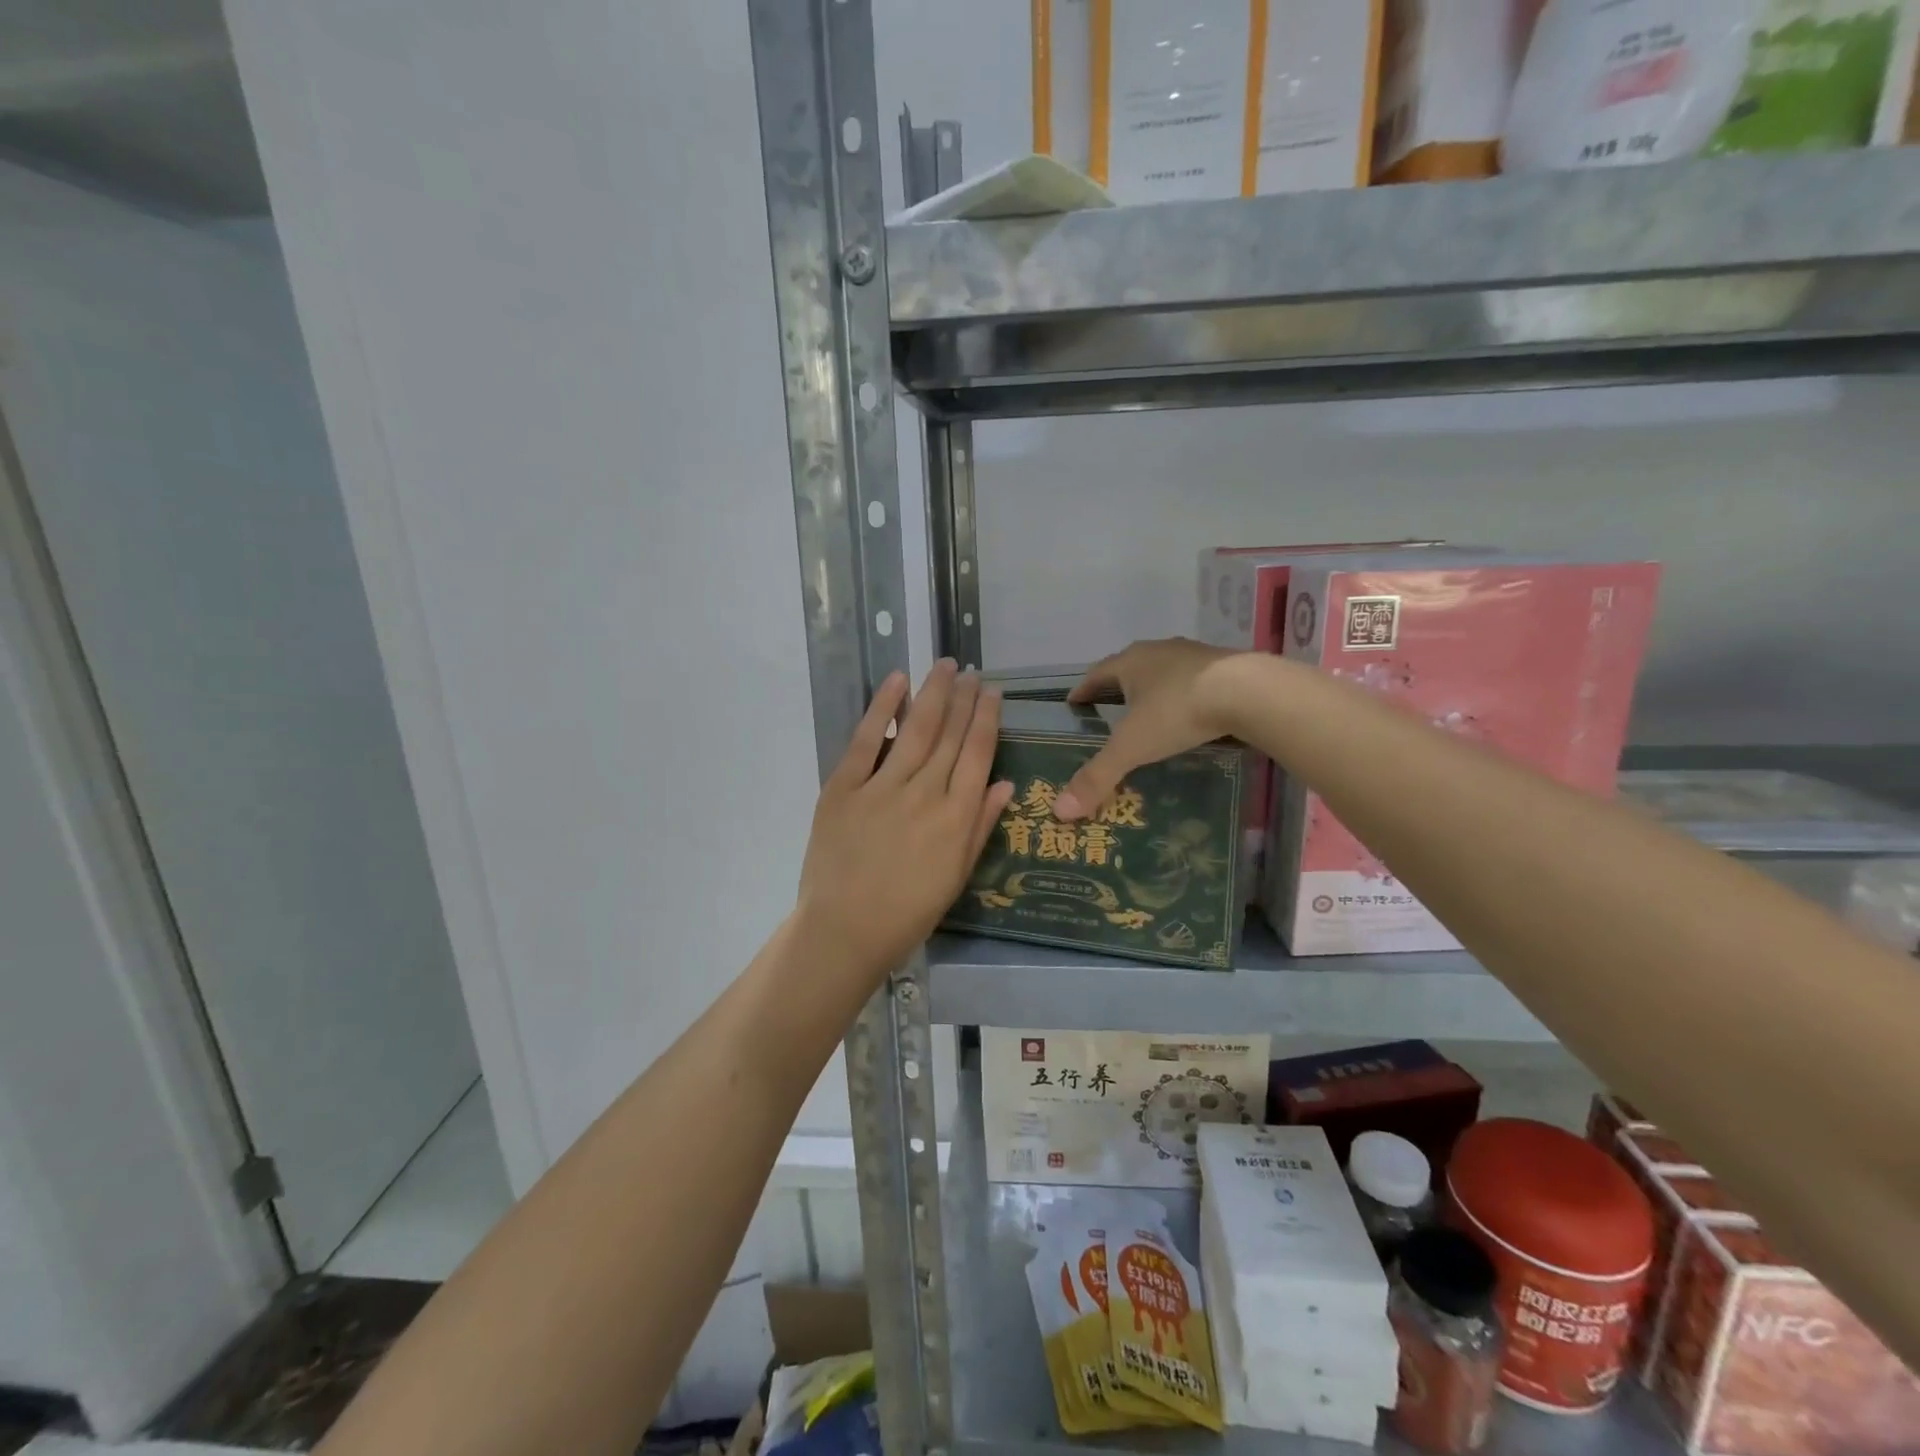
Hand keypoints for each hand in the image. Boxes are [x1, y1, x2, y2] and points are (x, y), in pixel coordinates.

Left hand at [797, 660, 1014, 986]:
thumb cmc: (907, 912)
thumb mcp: (956, 875)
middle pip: (950, 735)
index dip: (987, 719)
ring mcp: (883, 788)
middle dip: (964, 698)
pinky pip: (866, 740)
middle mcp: (926, 794)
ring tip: (945, 666)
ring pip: (915, 730)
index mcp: (956, 818)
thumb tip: (1005, 783)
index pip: (978, 754)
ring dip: (933, 693)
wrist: (844, 931)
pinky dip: (882, 708)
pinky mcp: (844, 787)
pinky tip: (898, 681)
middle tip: (972, 671)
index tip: (993, 692)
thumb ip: (981, 826)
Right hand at [1053, 638, 1243, 820]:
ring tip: (1150, 714)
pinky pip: (1194, 681)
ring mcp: (1194, 655)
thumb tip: (1060, 811)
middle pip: (1129, 668)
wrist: (1248, 691)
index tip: (1074, 703)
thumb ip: (1098, 776)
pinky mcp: (1225, 665)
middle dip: (1117, 688)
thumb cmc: (1177, 711)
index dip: (1083, 690)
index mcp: (1129, 662)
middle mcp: (1158, 651)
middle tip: (1109, 711)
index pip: (1095, 674)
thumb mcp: (1132, 747)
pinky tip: (1191, 714)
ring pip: (1164, 672)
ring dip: (1153, 689)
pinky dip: (1185, 695)